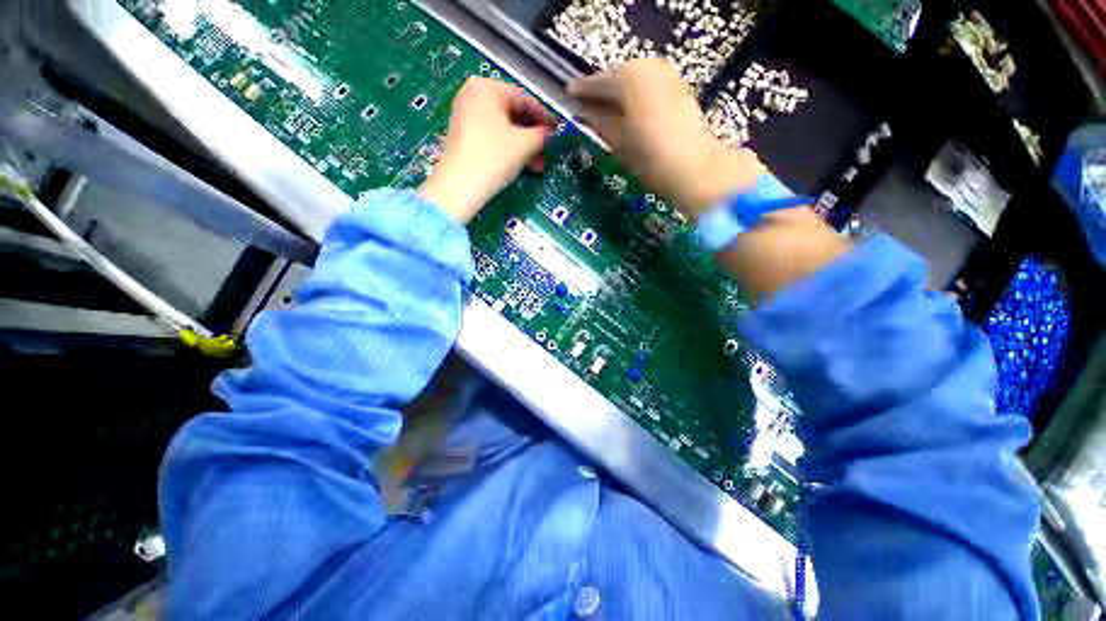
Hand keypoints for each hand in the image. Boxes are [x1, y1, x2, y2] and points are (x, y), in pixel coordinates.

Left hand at [420, 77, 556, 222]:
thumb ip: (542, 135)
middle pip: (513, 113)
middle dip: (532, 136)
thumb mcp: (524, 144)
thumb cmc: (493, 157)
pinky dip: (508, 148)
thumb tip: (549, 134)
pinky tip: (520, 163)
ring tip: (536, 165)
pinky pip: (492, 136)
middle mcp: (473, 95)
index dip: (544, 116)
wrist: (459, 186)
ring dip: (523, 146)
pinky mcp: (463, 135)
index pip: (524, 98)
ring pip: (503, 127)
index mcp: (486, 87)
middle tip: (547, 152)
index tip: (557, 131)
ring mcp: (465, 115)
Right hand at [568, 59, 762, 218]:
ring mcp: (667, 74)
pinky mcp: (679, 87)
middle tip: (587, 106)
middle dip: (601, 92)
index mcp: (628, 78)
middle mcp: (648, 67)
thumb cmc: (649, 158)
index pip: (597, 81)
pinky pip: (648, 85)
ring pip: (634, 80)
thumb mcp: (617, 143)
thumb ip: (599, 122)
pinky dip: (635, 97)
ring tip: (606, 112)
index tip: (569, 96)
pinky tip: (628, 113)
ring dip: (619, 95)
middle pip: (617, 76)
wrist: (693, 168)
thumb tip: (586, 113)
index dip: (582, 91)